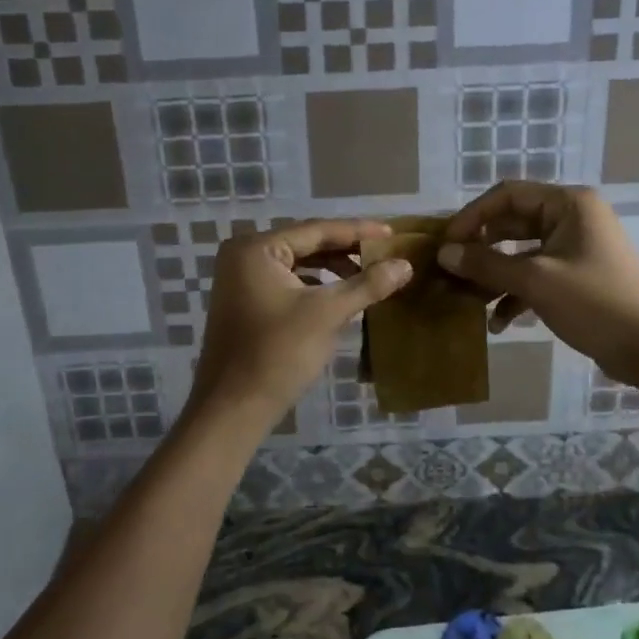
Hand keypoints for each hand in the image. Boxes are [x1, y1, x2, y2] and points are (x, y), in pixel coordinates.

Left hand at [187, 219, 410, 430]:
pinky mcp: (245, 302)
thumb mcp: (327, 314)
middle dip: (346, 250)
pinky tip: (341, 294)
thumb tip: (405, 264)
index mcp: (256, 248)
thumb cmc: (278, 353)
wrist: (233, 409)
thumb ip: (367, 285)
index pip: (316, 230)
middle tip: (386, 252)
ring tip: (370, 274)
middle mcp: (243, 255)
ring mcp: (240, 279)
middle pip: (306, 244)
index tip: (392, 232)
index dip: (357, 231)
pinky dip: (315, 285)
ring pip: (298, 264)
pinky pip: (287, 282)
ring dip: (332, 268)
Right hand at [438, 182, 638, 387]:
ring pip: (521, 252)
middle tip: (450, 270)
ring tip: (467, 299)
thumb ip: (486, 264)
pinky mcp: (576, 276)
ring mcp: (575, 248)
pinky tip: (498, 322)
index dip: (472, 216)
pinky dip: (515, 293)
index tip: (445, 243)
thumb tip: (444, 253)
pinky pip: (536, 275)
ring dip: (494, 275)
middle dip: (480, 248)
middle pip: (512, 223)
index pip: (507, 195)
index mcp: (569, 204)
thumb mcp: (535, 281)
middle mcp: (572, 218)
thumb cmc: (595, 304)